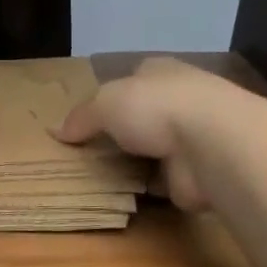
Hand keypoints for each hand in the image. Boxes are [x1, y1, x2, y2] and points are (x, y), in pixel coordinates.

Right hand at [54, 56, 224, 211]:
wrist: (211, 144)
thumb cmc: (155, 107)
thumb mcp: (104, 104)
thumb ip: (81, 117)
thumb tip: (55, 131)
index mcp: (160, 72)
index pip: (134, 78)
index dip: (112, 95)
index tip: (90, 116)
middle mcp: (180, 100)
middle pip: (143, 115)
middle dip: (122, 132)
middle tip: (87, 152)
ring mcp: (192, 138)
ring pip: (154, 149)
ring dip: (135, 163)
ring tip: (99, 177)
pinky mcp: (196, 173)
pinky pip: (163, 181)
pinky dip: (147, 188)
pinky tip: (124, 195)